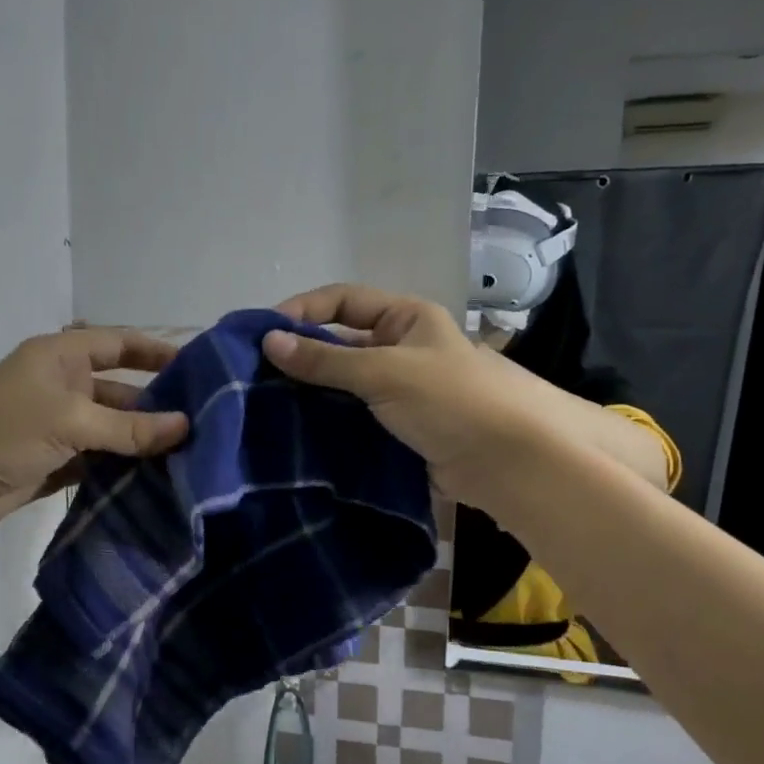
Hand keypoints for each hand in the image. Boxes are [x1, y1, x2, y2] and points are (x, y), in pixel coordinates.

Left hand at [0, 328, 189, 529]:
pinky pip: (100, 457)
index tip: (199, 367)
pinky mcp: (56, 458)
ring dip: (142, 439)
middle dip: (156, 404)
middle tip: (202, 422)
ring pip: (112, 427)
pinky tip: (158, 477)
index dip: (157, 351)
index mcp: (61, 357)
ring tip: (189, 453)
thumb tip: (186, 427)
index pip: (119, 344)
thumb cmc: (5, 430)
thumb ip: (129, 427)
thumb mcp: (71, 421)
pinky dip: (123, 465)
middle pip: (121, 389)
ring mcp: (59, 424)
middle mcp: (63, 385)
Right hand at [263, 284, 542, 501]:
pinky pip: (353, 417)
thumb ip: (325, 360)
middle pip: (339, 343)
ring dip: (310, 393)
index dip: (303, 310)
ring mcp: (398, 391)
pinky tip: (295, 432)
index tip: (264, 334)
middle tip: (254, 375)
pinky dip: (326, 422)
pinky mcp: (397, 428)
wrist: (509, 463)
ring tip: (265, 406)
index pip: (342, 300)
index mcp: (405, 318)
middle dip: (300, 356)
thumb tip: (267, 341)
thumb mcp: (385, 371)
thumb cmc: (451, 399)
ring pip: (342, 384)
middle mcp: (400, 348)